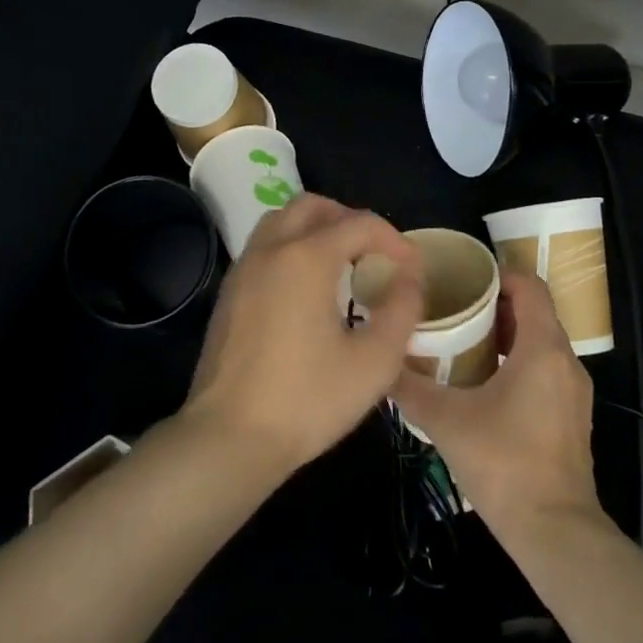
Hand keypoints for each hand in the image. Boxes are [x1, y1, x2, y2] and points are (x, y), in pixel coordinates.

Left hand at [181, 193, 422, 475]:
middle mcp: (270, 250)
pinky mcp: (229, 293)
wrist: (229, 437)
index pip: (359, 223)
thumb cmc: (307, 400)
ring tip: (343, 265)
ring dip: (316, 228)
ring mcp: (243, 269)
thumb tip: (409, 277)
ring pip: (281, 221)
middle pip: (313, 206)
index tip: (413, 268)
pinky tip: (307, 289)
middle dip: (350, 220)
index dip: (394, 239)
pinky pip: (264, 247)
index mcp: (306, 257)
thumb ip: (401, 309)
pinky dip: (291, 248)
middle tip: (375, 254)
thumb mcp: (374, 361)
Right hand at [391, 269, 602, 545]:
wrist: (554, 531)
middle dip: (494, 304)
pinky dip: (517, 361)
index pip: (530, 285)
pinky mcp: (571, 417)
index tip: (463, 277)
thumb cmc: (503, 462)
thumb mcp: (445, 419)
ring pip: (540, 343)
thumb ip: (409, 386)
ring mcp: (573, 392)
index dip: (498, 273)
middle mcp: (566, 362)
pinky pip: (544, 370)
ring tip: (461, 340)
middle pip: (535, 312)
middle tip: (452, 306)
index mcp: (543, 349)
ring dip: (505, 335)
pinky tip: (481, 382)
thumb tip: (379, 361)